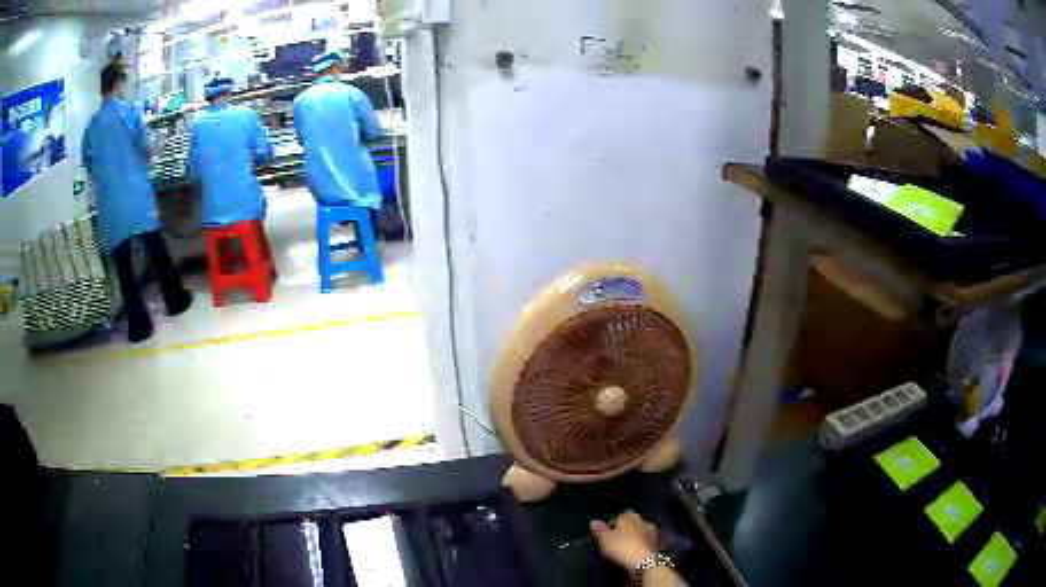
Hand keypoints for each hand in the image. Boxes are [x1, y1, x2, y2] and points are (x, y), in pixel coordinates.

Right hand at [590, 510, 658, 570]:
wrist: (645, 561)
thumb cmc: (622, 547)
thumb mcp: (605, 539)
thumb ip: (599, 530)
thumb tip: (593, 521)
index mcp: (629, 516)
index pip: (619, 516)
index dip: (611, 525)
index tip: (605, 534)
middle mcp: (643, 520)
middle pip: (632, 523)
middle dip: (625, 530)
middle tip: (616, 540)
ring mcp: (653, 532)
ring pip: (641, 532)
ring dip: (635, 537)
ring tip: (626, 547)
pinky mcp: (659, 543)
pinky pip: (646, 542)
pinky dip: (641, 545)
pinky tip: (636, 552)